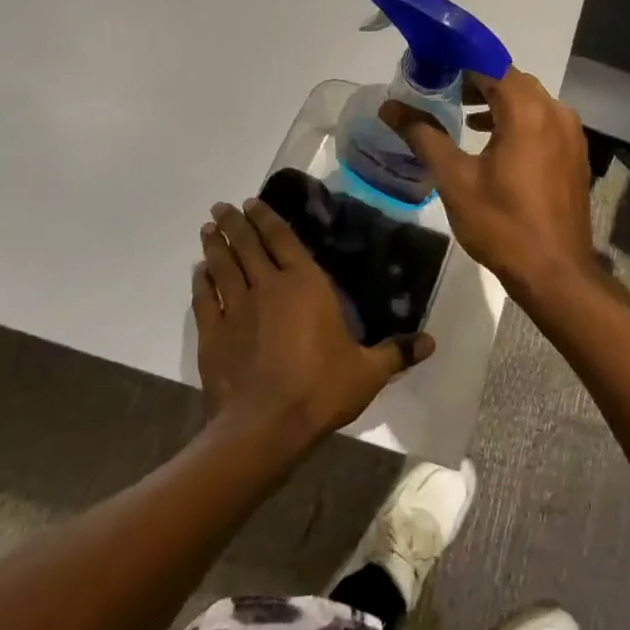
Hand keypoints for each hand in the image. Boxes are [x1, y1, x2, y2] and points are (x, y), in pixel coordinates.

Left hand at [194, 200, 433, 446]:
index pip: (283, 239)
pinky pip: (204, 299)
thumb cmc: (320, 389)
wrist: (265, 427)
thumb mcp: (367, 372)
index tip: (252, 202)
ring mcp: (235, 310)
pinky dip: (200, 282)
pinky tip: (198, 273)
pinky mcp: (213, 335)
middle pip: (247, 246)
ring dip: (215, 245)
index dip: (267, 218)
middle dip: (234, 223)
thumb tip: (431, 343)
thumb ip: (395, 353)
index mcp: (305, 285)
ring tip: (207, 229)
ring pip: (222, 267)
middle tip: (221, 207)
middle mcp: (267, 287)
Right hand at [379, 68, 599, 298]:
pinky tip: (496, 142)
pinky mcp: (575, 154)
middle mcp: (555, 113)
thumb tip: (389, 107)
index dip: (461, 62)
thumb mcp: (454, 179)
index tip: (434, 66)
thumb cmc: (501, 223)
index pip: (492, 67)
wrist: (555, 272)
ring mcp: (570, 134)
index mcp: (527, 111)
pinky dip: (519, 121)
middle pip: (513, 81)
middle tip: (445, 90)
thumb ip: (423, 136)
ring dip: (499, 102)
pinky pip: (544, 122)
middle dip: (480, 81)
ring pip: (531, 101)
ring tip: (465, 115)